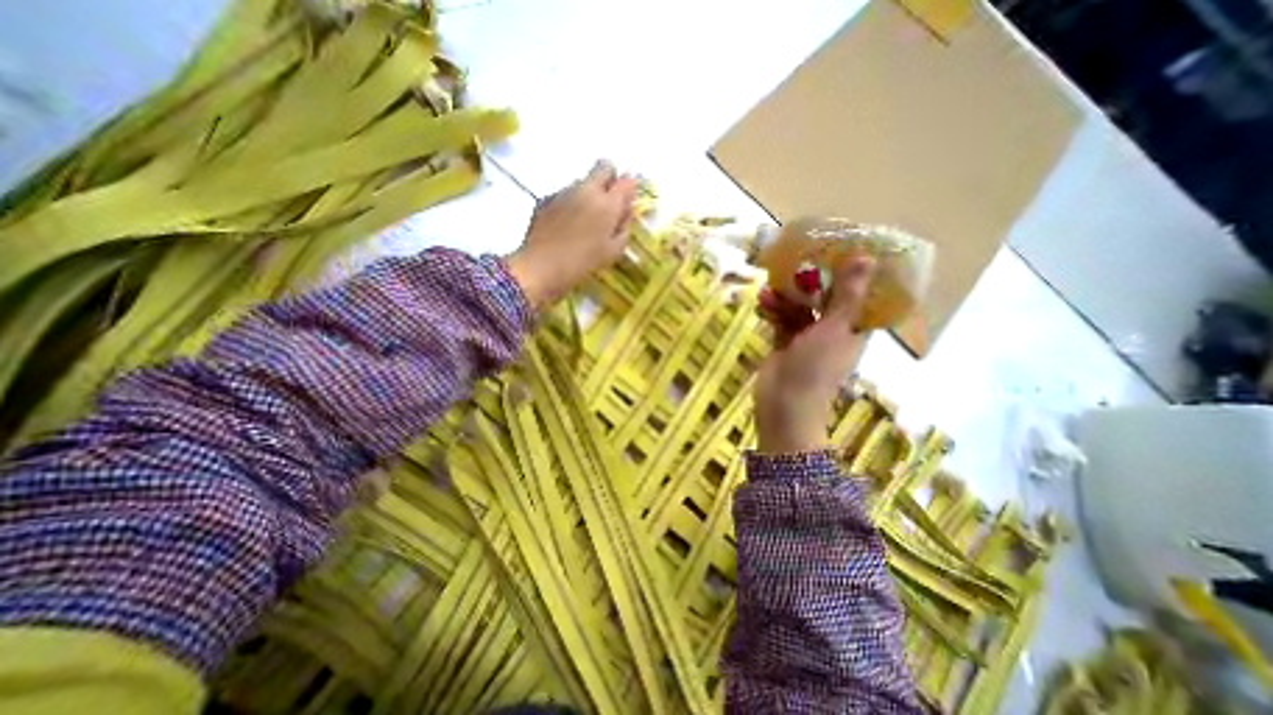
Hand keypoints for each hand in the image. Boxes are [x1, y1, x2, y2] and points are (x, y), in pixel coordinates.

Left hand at [503, 159, 631, 306]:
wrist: (541, 266)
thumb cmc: (582, 262)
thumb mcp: (613, 251)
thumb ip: (624, 227)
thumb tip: (624, 212)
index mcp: (608, 203)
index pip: (627, 181)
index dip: (628, 192)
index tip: (624, 206)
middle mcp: (587, 189)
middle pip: (604, 167)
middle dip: (610, 180)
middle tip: (606, 205)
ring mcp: (564, 191)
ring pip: (583, 182)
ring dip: (588, 194)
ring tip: (582, 223)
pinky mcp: (546, 198)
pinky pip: (565, 194)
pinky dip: (569, 204)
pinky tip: (564, 227)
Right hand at [754, 257, 877, 451]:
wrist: (784, 405)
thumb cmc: (815, 369)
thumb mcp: (835, 329)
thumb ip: (848, 295)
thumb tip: (867, 257)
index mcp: (852, 328)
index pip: (857, 295)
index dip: (849, 274)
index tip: (836, 251)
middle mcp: (832, 331)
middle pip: (824, 299)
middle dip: (810, 283)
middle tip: (795, 263)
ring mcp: (806, 338)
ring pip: (800, 309)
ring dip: (787, 297)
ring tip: (771, 287)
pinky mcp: (784, 344)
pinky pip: (781, 320)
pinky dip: (774, 310)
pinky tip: (763, 302)